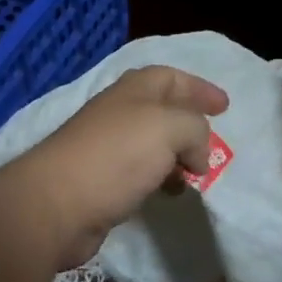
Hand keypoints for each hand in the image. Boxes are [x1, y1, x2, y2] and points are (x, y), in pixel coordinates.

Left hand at [5, 65, 228, 267]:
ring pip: (152, 143)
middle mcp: (119, 113)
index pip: (171, 77)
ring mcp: (107, 147)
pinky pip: (140, 172)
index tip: (225, 107)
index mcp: (134, 91)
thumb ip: (195, 130)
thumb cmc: (116, 156)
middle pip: (162, 110)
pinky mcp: (101, 181)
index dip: (199, 88)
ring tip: (195, 174)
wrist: (57, 204)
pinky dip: (160, 178)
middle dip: (190, 124)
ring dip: (177, 155)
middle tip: (212, 144)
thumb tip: (196, 155)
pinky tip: (168, 194)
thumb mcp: (170, 127)